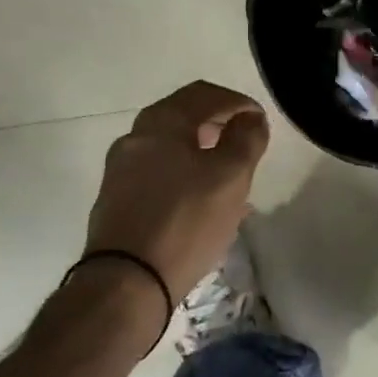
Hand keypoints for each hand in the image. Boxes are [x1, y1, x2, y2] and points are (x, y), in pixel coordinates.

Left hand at [85, 80, 270, 301]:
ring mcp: (121, 169)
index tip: (261, 123)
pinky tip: (201, 201)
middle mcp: (135, 136)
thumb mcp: (230, 177)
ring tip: (228, 175)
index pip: (206, 94)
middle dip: (219, 124)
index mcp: (160, 121)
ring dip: (202, 151)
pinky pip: (158, 172)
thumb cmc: (185, 221)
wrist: (126, 283)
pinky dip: (184, 174)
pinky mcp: (116, 199)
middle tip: (245, 143)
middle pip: (184, 116)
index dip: (239, 103)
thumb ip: (246, 139)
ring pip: (170, 146)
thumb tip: (250, 118)